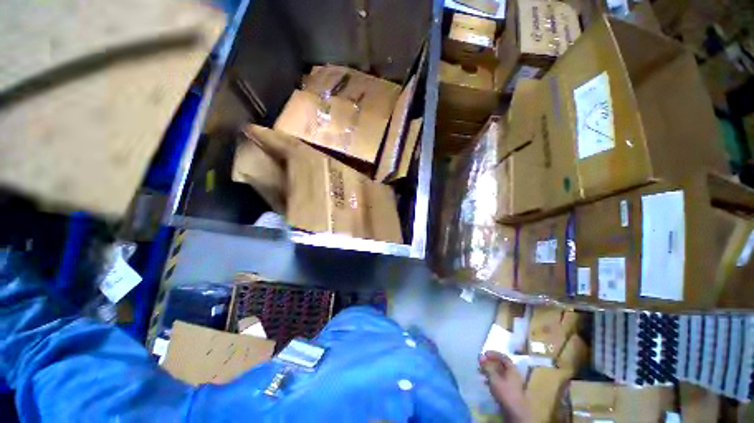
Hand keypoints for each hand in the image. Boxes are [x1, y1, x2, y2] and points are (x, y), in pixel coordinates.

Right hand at [479, 351, 530, 422]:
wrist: (515, 412)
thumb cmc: (505, 392)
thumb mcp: (494, 378)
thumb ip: (487, 367)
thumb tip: (480, 356)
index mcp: (512, 369)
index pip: (503, 357)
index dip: (494, 354)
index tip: (484, 353)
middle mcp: (514, 374)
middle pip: (501, 365)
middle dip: (490, 362)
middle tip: (481, 362)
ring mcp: (512, 383)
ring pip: (499, 373)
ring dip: (490, 370)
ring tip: (480, 371)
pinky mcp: (509, 391)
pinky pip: (499, 380)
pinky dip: (492, 378)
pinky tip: (485, 381)